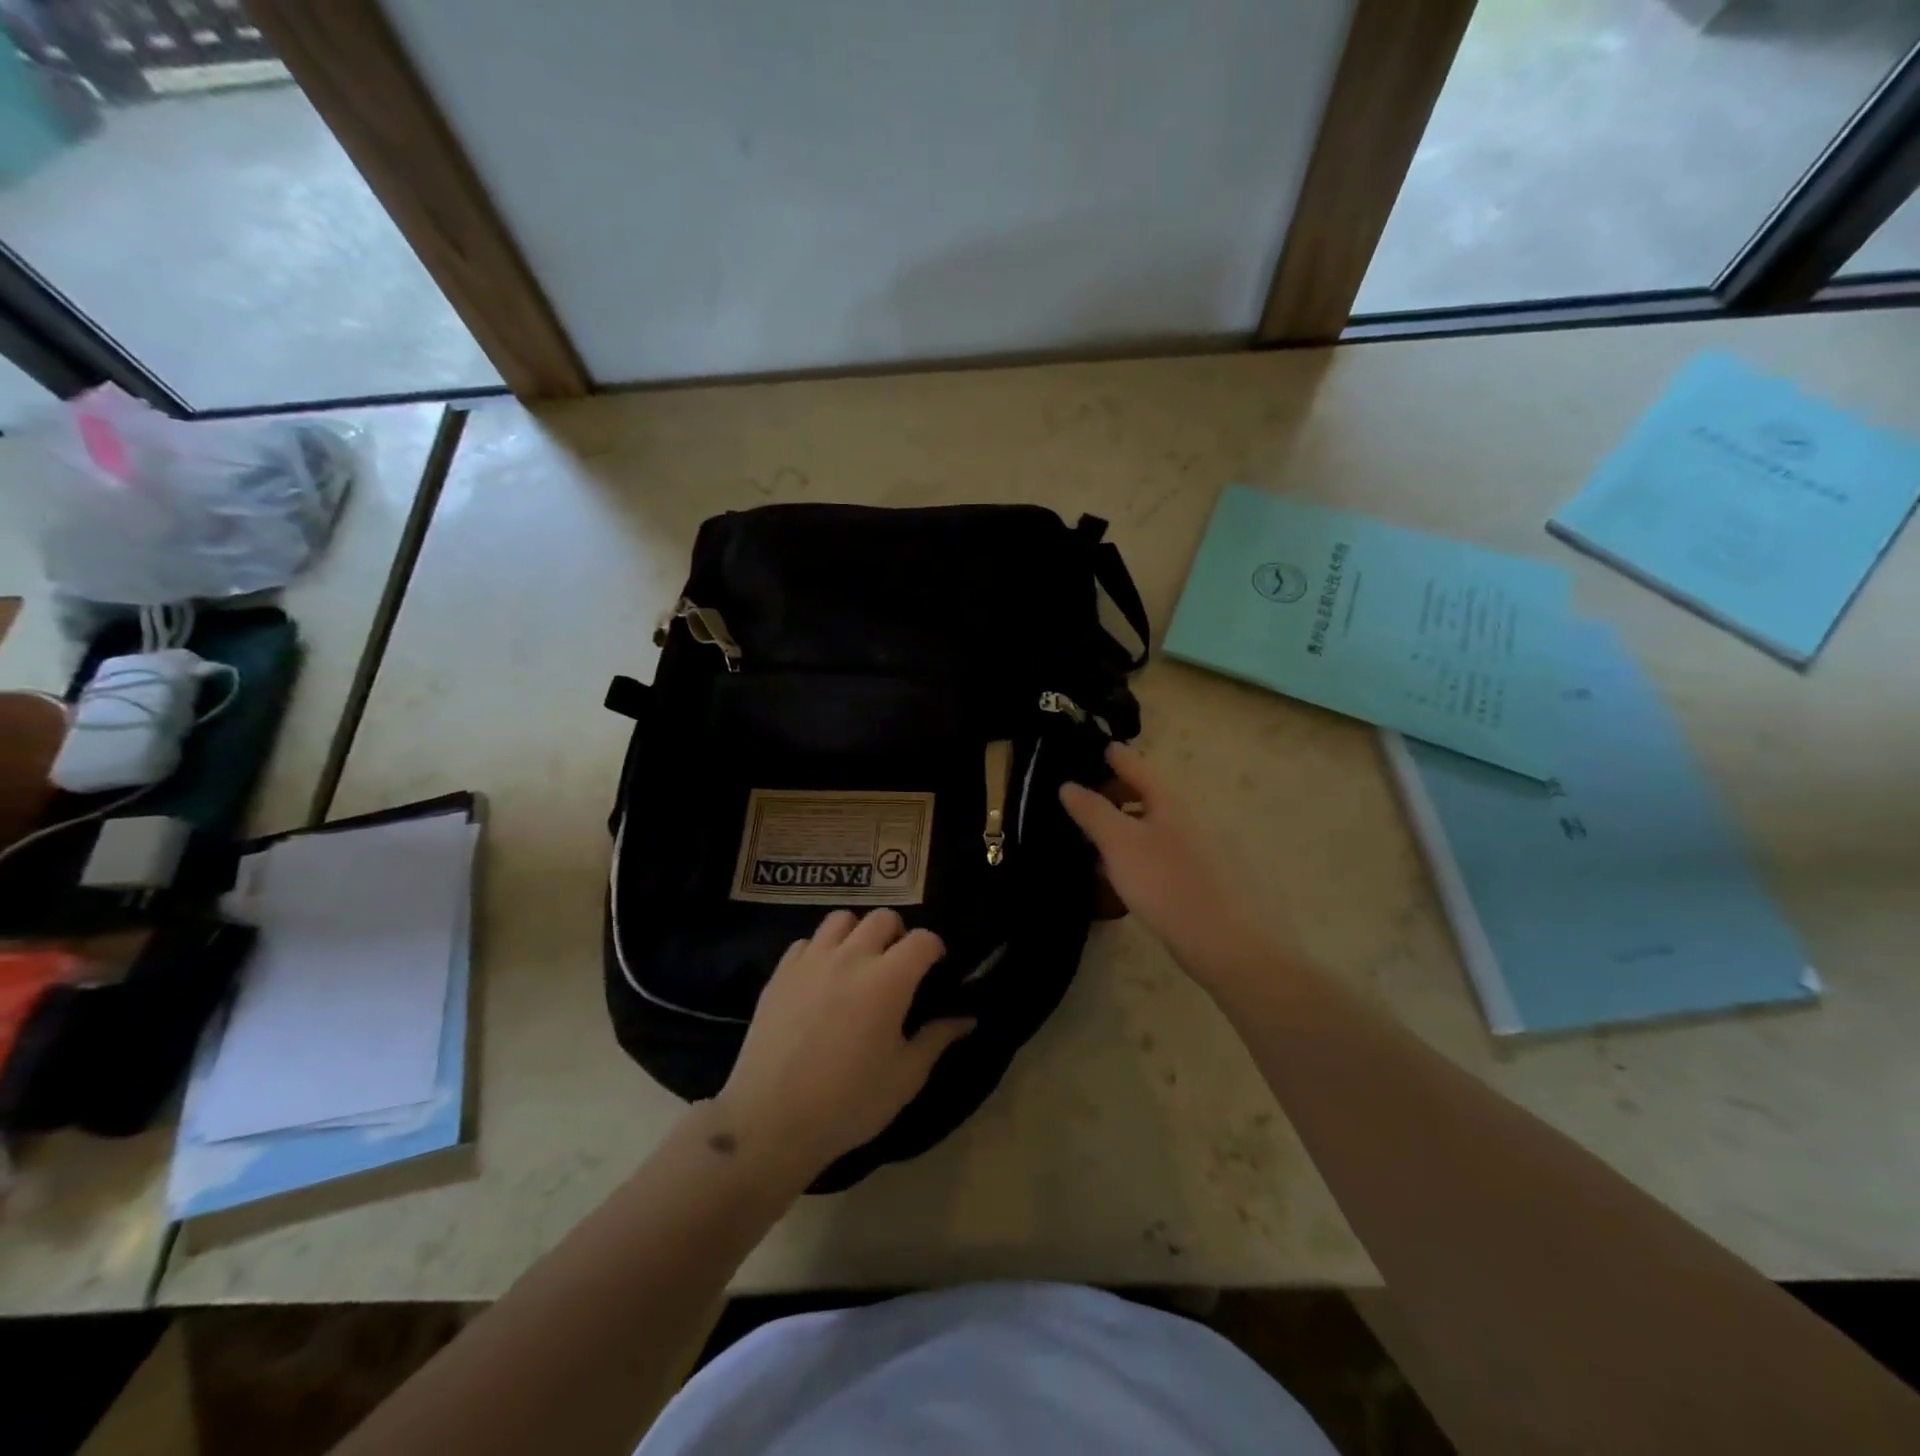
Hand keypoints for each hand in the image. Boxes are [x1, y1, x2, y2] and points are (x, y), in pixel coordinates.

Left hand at [710, 909, 972, 1186]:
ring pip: (841, 919)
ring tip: (858, 963)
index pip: (923, 939)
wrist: (771, 1121)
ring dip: (857, 933)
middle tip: (897, 965)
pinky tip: (821, 979)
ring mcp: (811, 961)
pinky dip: (820, 951)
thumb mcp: (905, 1077)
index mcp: (888, 980)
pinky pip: (806, 942)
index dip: (935, 949)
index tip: (935, 968)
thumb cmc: (849, 1102)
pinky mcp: (780, 973)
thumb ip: (937, 1039)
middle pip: (882, 918)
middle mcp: (851, 957)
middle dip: (898, 934)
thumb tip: (967, 1017)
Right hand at [1060, 743, 1270, 988]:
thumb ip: (1093, 812)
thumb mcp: (1120, 844)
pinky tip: (1125, 877)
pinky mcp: (1203, 880)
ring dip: (1126, 826)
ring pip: (1154, 826)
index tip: (1096, 747)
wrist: (1230, 945)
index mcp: (1170, 801)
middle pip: (1147, 795)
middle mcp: (1188, 818)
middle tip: (1084, 803)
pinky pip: (1162, 854)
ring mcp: (1200, 850)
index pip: (1136, 766)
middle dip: (1116, 794)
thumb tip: (1068, 785)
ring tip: (1097, 843)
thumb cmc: (1168, 885)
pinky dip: (1139, 853)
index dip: (1114, 756)